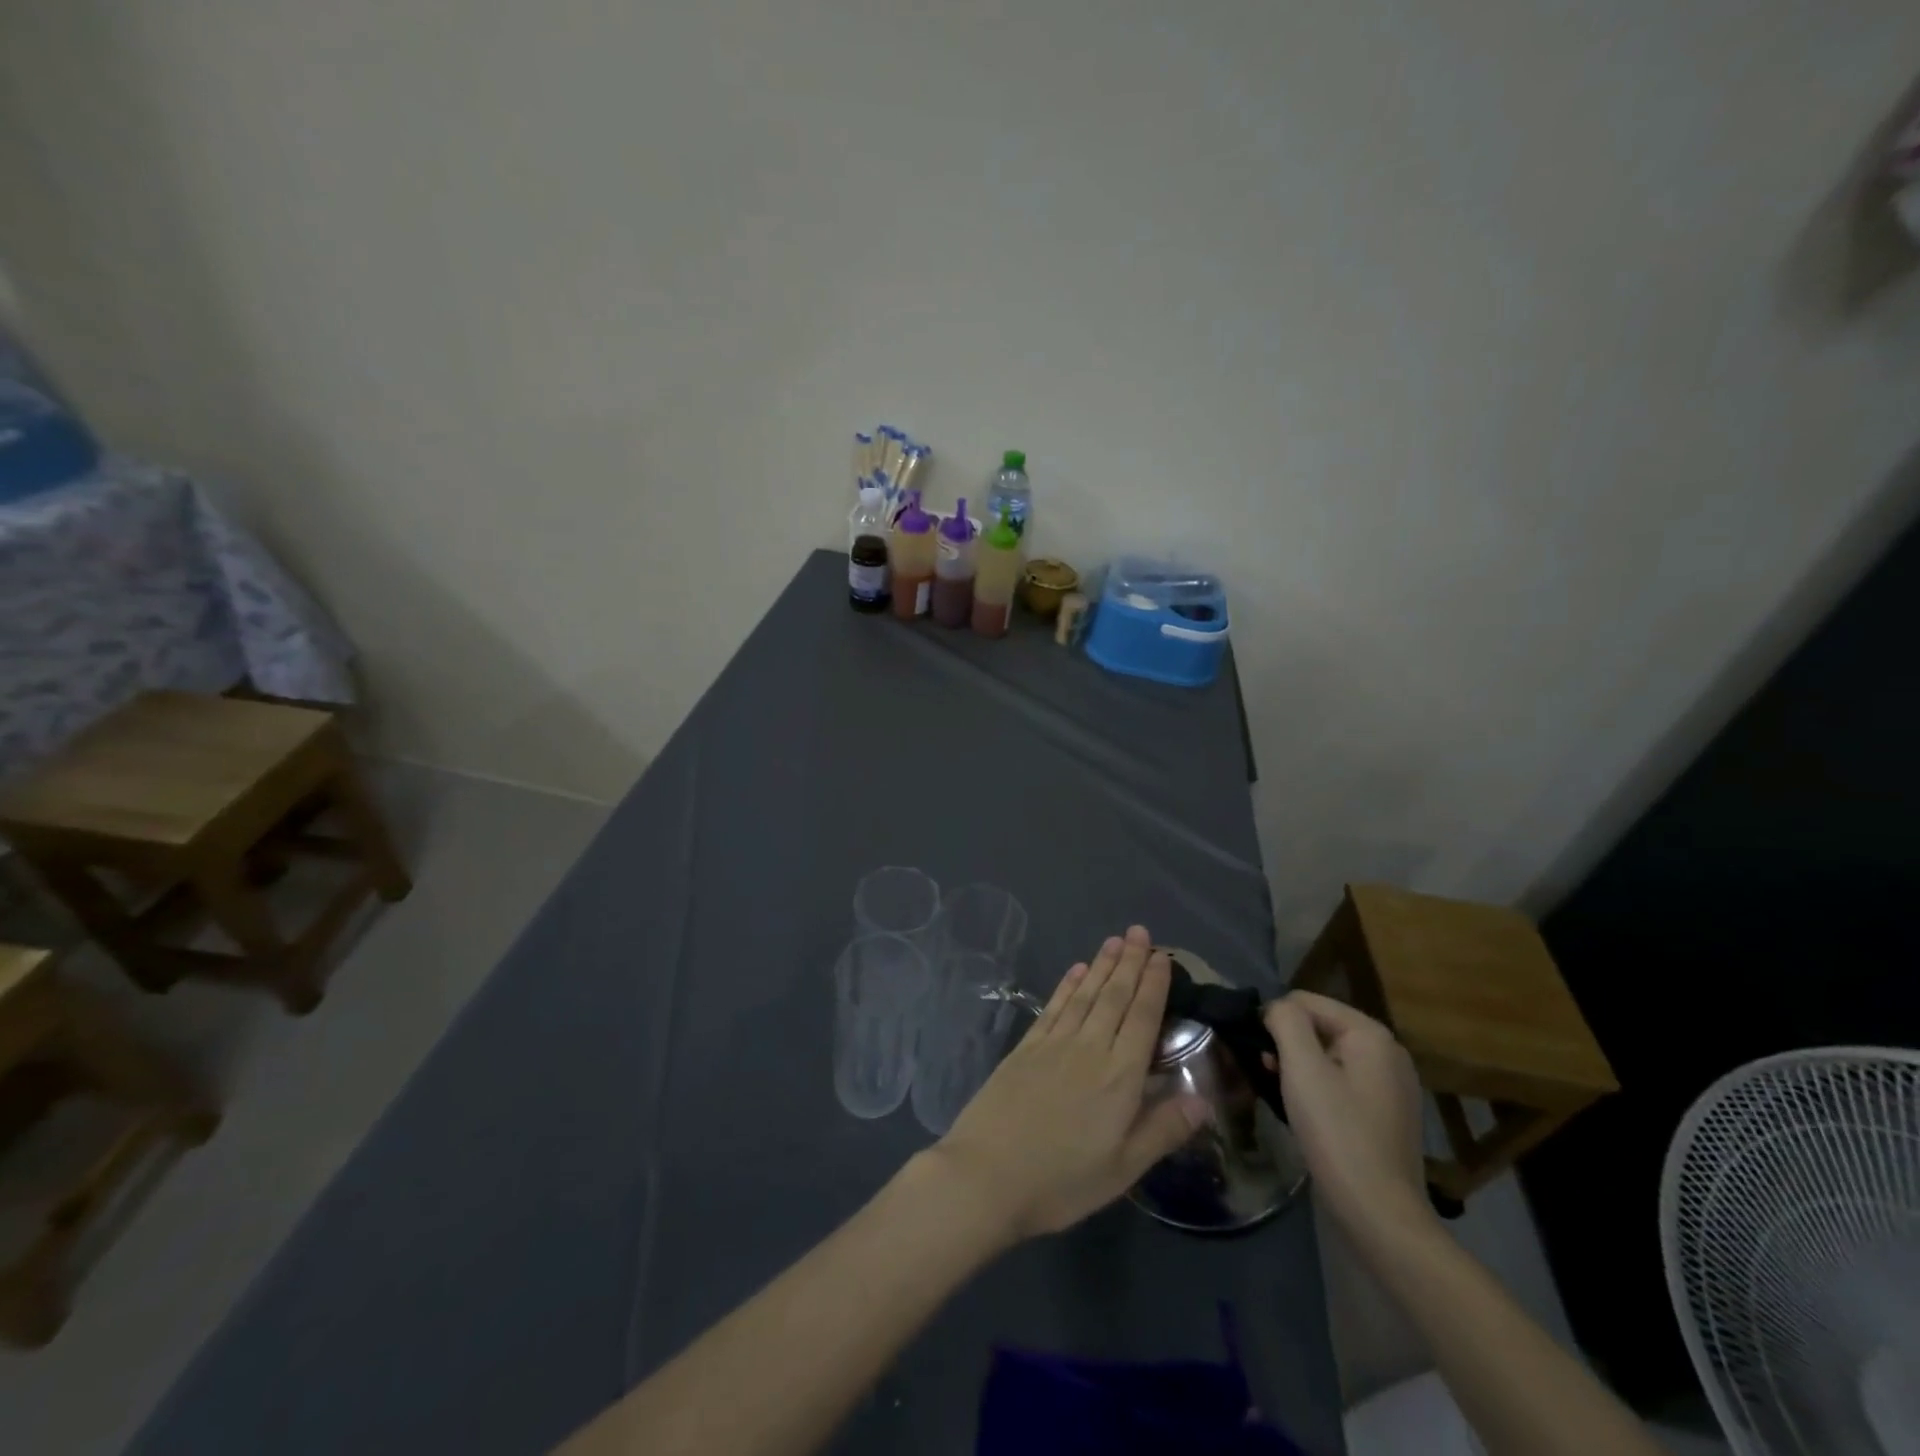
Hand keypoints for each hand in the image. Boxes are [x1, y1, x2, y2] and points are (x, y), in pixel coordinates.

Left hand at [932, 926, 1209, 1240]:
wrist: (987, 1174)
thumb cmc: (1061, 1180)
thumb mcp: (1123, 1169)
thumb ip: (1163, 1130)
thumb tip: (1204, 1099)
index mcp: (1119, 1077)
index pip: (1143, 1019)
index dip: (1154, 985)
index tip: (1162, 956)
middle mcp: (1089, 1048)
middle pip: (1115, 997)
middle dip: (1130, 963)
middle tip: (1140, 932)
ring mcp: (1053, 1044)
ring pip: (1085, 995)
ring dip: (1101, 966)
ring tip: (1114, 941)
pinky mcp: (1026, 1048)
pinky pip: (1053, 1007)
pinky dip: (1067, 986)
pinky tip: (1075, 971)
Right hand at [1264, 990, 1435, 1247]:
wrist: (1379, 1214)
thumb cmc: (1337, 1133)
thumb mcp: (1302, 1068)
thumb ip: (1285, 1021)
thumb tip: (1276, 1009)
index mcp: (1371, 1034)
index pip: (1306, 1000)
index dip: (1275, 1020)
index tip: (1260, 1053)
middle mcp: (1389, 1052)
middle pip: (1319, 1026)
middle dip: (1289, 1044)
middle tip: (1268, 1074)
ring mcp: (1392, 1085)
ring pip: (1329, 1055)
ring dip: (1300, 1067)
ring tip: (1282, 1094)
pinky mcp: (1388, 1114)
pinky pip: (1343, 1082)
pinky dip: (1319, 1088)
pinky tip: (1306, 1113)